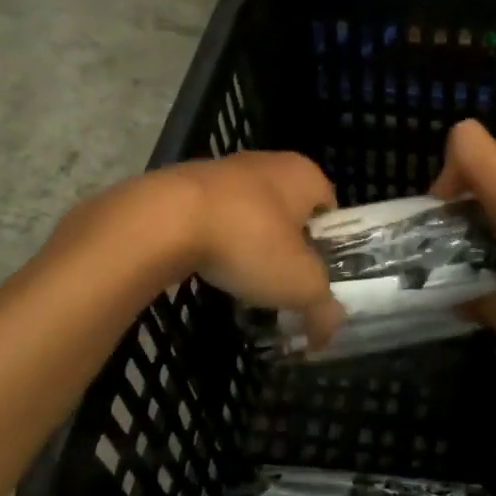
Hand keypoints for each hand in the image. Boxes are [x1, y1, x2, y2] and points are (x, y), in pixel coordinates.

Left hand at [156, 152, 343, 348]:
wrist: (165, 219)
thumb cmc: (249, 241)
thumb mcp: (299, 284)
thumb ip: (322, 308)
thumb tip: (328, 332)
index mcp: (304, 174)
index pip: (329, 209)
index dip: (327, 245)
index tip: (315, 276)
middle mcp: (269, 162)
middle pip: (288, 209)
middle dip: (286, 244)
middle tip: (282, 281)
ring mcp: (224, 168)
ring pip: (249, 211)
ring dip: (249, 240)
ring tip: (243, 279)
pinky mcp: (187, 182)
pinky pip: (214, 215)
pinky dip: (215, 238)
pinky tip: (209, 265)